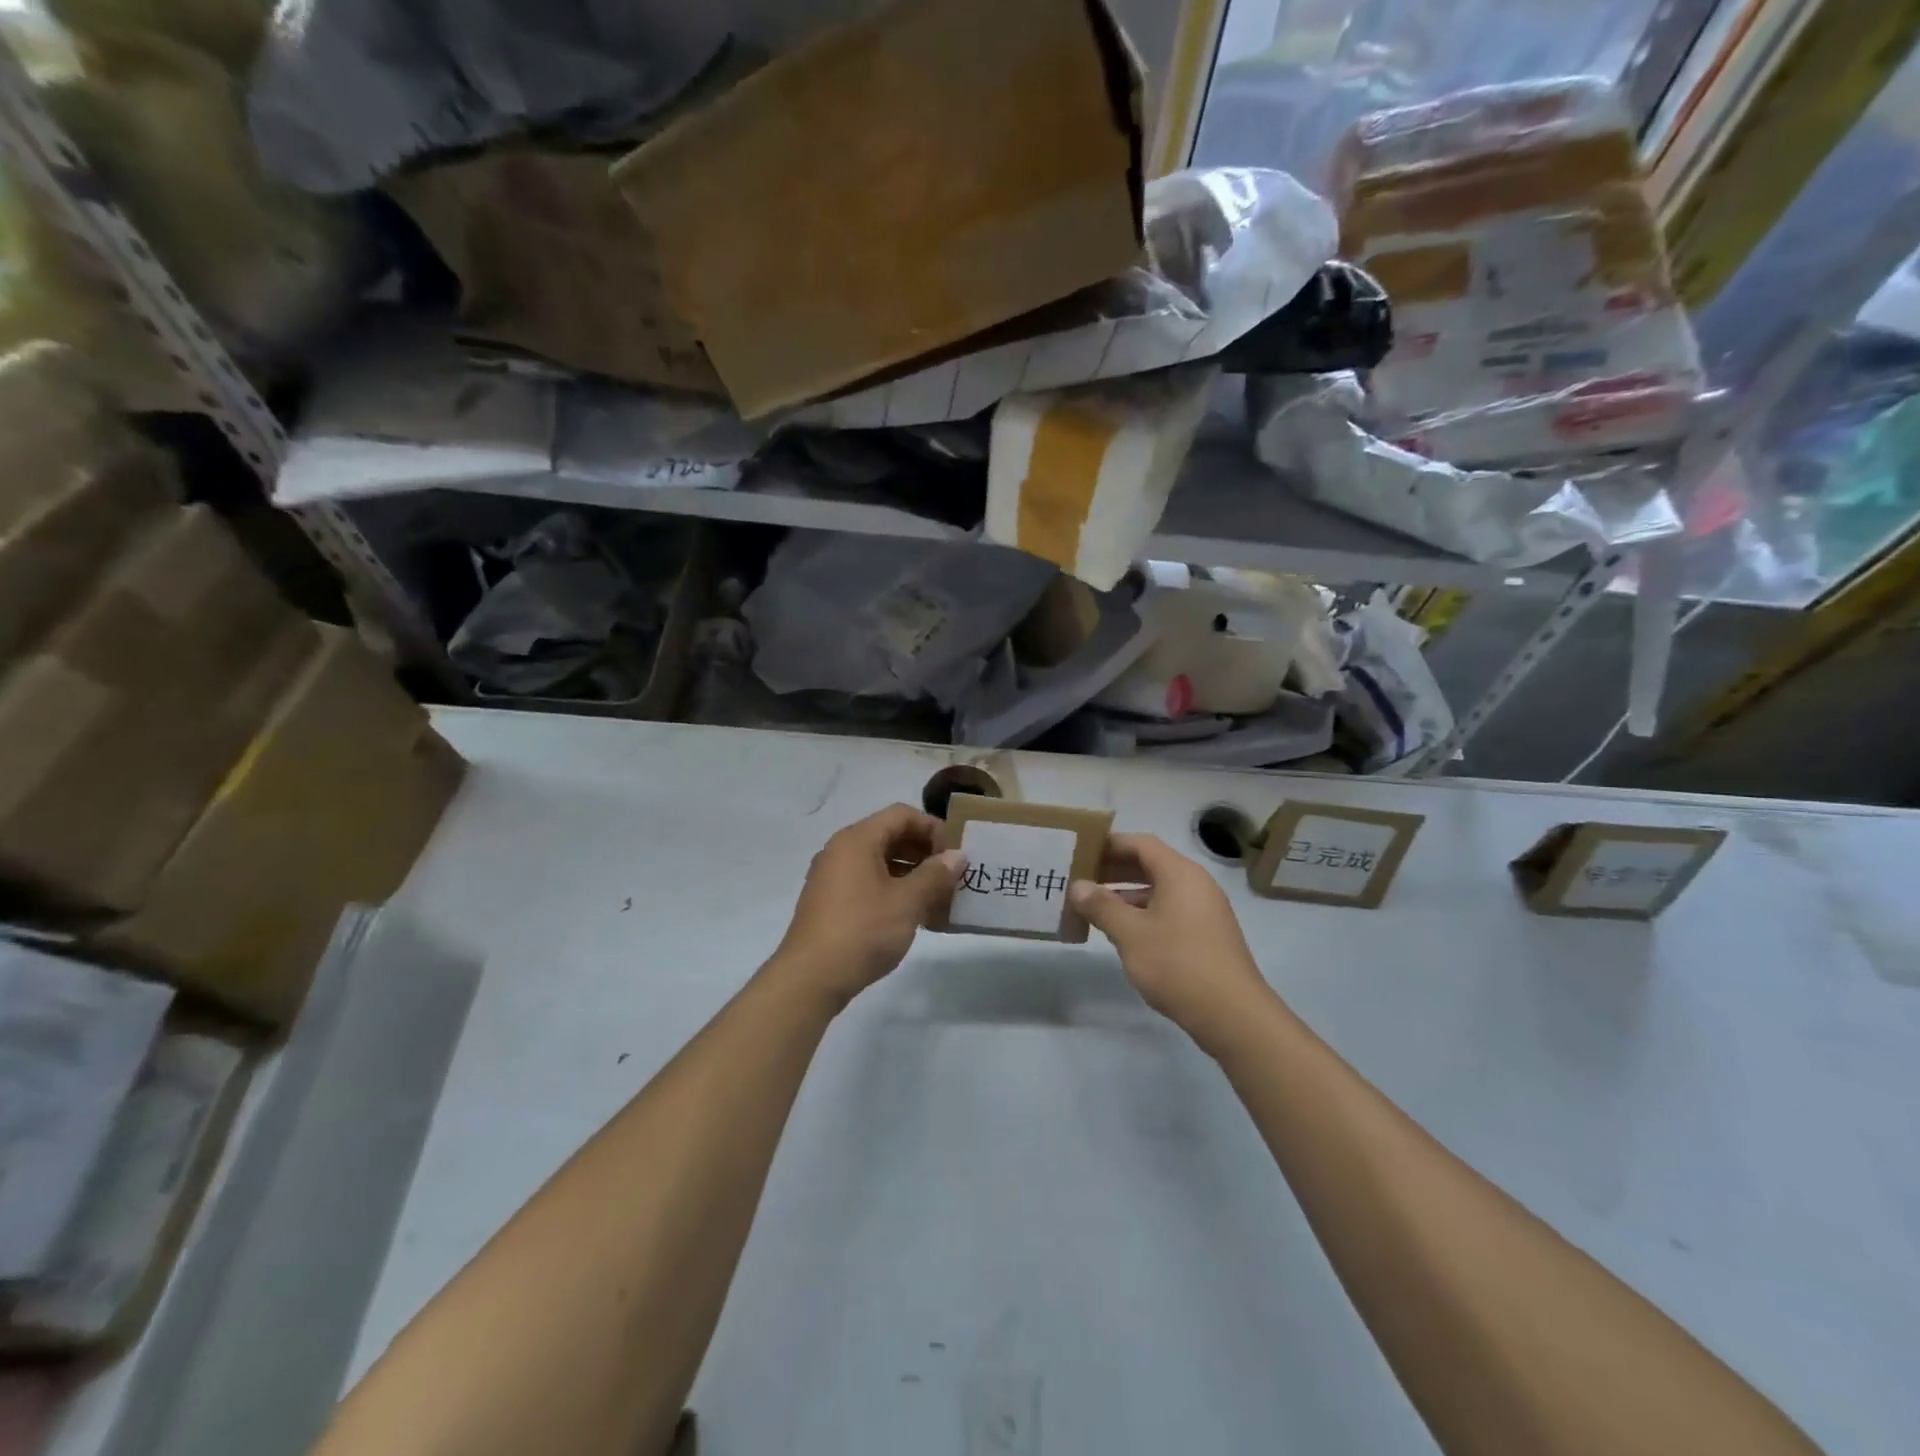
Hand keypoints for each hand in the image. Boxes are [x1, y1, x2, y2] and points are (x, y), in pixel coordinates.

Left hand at [771, 804, 965, 1010]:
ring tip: (937, 896)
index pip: (901, 814)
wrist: (810, 979)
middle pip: (889, 835)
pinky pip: (867, 881)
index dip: (932, 828)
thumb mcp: (906, 903)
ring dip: (911, 872)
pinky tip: (912, 913)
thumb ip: (935, 875)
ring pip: (879, 860)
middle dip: (923, 851)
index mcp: (857, 840)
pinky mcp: (830, 901)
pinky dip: (892, 888)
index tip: (955, 853)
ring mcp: (832, 876)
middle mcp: (841, 850)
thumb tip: (957, 855)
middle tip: (951, 875)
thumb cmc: (862, 931)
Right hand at [1070, 834, 1276, 1053]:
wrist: (1233, 1015)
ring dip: (1125, 894)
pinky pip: (1168, 911)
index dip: (1110, 844)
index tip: (1080, 850)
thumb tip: (1078, 886)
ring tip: (1092, 906)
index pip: (1141, 844)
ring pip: (1158, 890)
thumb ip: (1101, 906)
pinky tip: (1121, 932)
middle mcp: (1195, 884)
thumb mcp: (1131, 934)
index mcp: (1179, 874)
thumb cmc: (1178, 964)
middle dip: (1114, 869)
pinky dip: (1142, 913)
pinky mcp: (1206, 935)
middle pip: (1150, 864)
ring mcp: (1203, 911)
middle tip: (1080, 878)